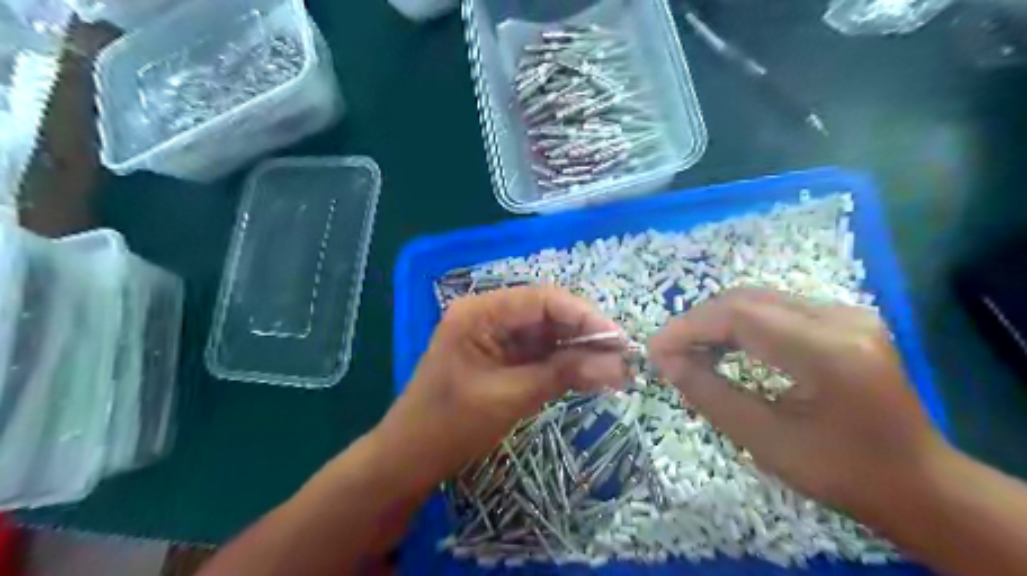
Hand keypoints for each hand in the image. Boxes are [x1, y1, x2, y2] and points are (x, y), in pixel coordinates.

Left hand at [375, 285, 624, 491]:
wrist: (410, 458)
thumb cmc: (450, 425)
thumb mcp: (509, 397)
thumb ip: (563, 374)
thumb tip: (619, 366)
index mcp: (480, 312)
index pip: (542, 300)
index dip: (584, 316)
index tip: (619, 340)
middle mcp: (489, 316)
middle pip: (547, 314)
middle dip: (585, 334)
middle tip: (623, 358)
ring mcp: (495, 337)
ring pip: (547, 334)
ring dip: (579, 350)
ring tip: (615, 369)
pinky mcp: (502, 357)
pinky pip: (539, 352)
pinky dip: (564, 363)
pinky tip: (590, 374)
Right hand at [650, 285, 945, 514]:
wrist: (918, 483)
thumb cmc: (841, 472)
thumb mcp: (764, 440)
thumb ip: (708, 393)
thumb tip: (664, 360)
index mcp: (829, 351)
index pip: (739, 316)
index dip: (689, 327)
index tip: (655, 350)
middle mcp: (841, 318)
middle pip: (747, 299)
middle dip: (698, 322)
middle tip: (668, 352)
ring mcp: (846, 314)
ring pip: (758, 299)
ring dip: (716, 321)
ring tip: (689, 350)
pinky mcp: (843, 319)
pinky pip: (775, 309)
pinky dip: (740, 324)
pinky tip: (723, 346)